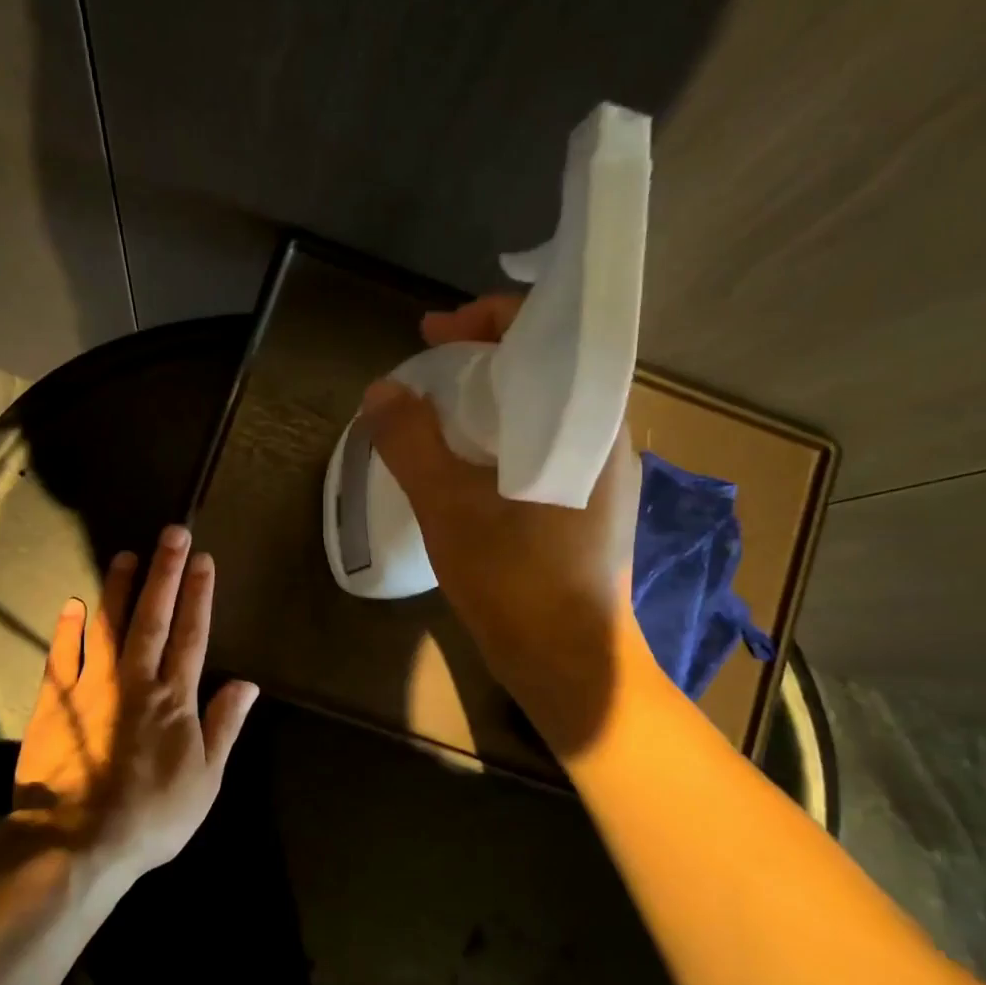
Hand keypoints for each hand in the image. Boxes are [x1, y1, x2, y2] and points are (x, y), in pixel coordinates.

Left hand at [12, 525, 259, 878]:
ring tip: (126, 555)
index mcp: (175, 699)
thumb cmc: (151, 816)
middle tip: (172, 533)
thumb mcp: (205, 779)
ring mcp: (93, 687)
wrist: (77, 843)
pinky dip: (68, 629)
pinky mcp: (56, 702)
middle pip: (154, 618)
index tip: (203, 560)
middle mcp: (136, 681)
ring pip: (108, 626)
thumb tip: (247, 683)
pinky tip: (73, 604)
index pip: (192, 635)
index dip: (199, 595)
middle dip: (165, 573)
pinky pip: (63, 656)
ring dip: (118, 588)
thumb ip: (224, 726)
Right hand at [362, 294, 642, 755]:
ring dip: (489, 401)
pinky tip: (464, 462)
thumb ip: (411, 443)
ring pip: (541, 410)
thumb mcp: (449, 507)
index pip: (549, 332)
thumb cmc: (517, 582)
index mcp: (589, 420)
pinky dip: (499, 437)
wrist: (570, 664)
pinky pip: (540, 446)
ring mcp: (598, 474)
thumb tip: (381, 392)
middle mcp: (604, 436)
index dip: (486, 320)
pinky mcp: (585, 506)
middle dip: (482, 359)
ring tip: (437, 413)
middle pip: (544, 368)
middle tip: (428, 373)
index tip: (434, 335)